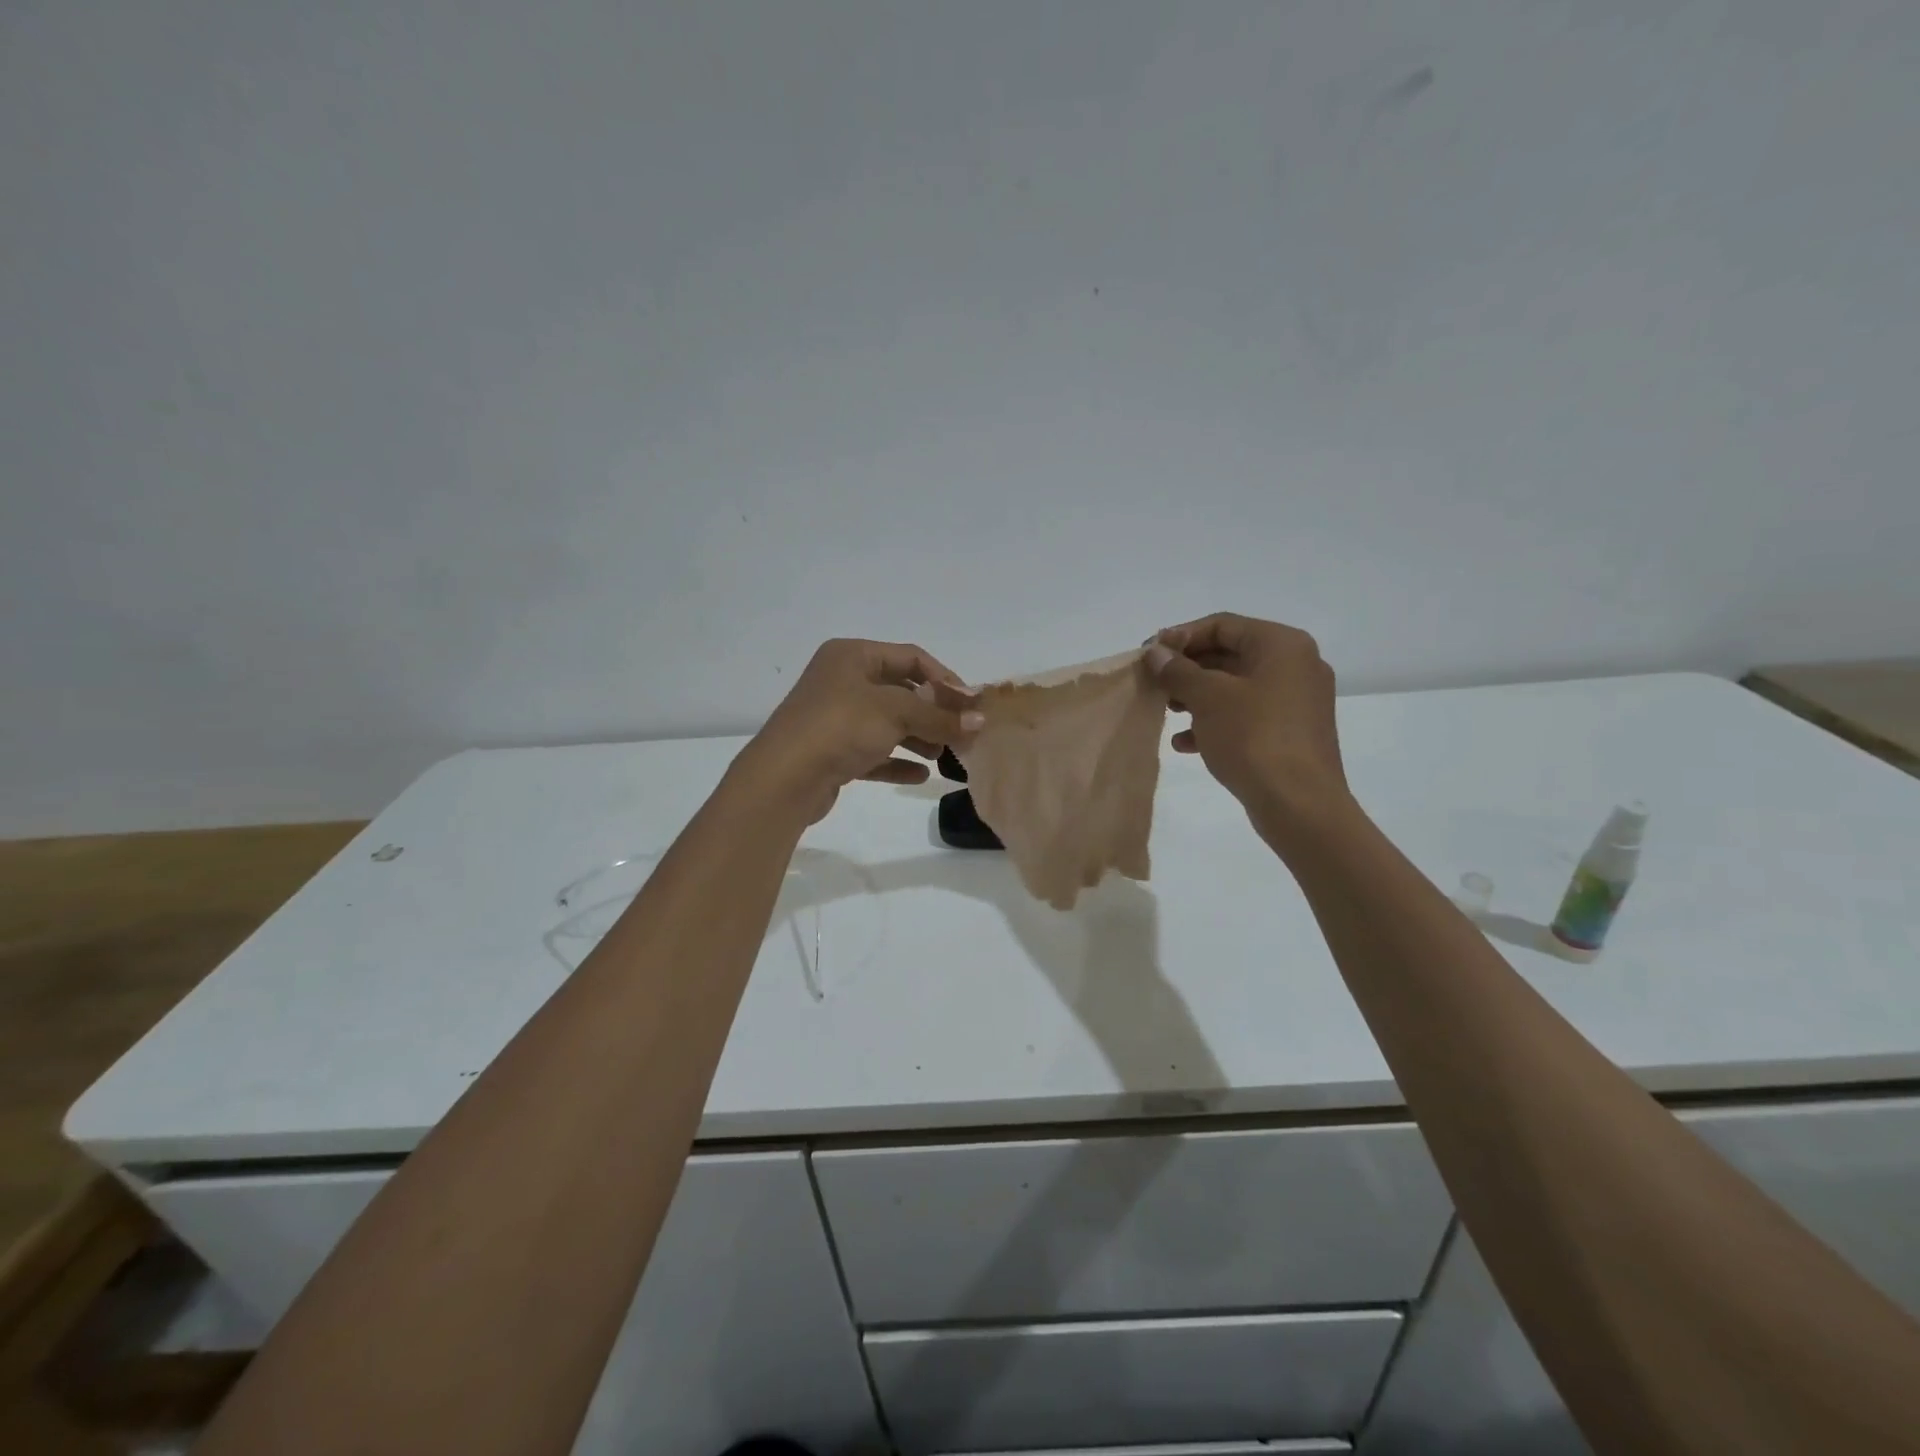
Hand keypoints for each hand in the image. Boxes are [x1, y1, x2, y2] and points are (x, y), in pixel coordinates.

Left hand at [731, 639, 981, 825]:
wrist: (784, 778)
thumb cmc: (841, 727)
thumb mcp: (896, 713)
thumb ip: (940, 716)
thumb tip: (980, 720)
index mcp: (852, 655)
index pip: (911, 657)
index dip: (945, 679)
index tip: (971, 705)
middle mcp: (842, 680)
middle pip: (901, 691)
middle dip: (933, 712)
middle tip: (962, 732)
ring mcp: (835, 718)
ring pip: (888, 723)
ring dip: (918, 737)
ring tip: (943, 756)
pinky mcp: (833, 752)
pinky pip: (873, 752)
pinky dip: (897, 761)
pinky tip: (920, 775)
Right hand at [1144, 613, 1349, 838]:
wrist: (1299, 804)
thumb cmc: (1253, 737)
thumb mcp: (1208, 698)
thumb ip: (1178, 670)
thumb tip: (1156, 652)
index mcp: (1282, 645)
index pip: (1222, 625)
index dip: (1181, 636)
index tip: (1149, 655)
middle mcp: (1295, 665)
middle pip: (1229, 654)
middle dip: (1187, 669)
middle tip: (1154, 683)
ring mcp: (1296, 701)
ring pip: (1235, 687)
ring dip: (1197, 696)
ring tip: (1166, 712)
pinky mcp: (1291, 732)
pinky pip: (1246, 715)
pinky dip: (1216, 721)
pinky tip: (1186, 743)